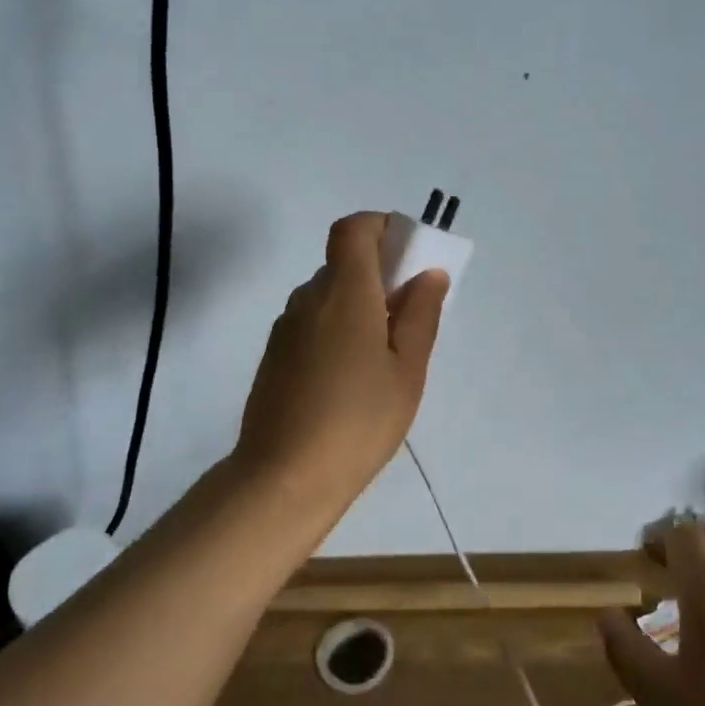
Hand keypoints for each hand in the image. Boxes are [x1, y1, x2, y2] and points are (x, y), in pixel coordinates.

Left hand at [232, 212, 449, 509]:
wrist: (284, 478)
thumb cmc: (358, 421)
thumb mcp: (406, 370)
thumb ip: (420, 315)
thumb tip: (428, 273)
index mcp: (345, 292)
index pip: (353, 229)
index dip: (381, 227)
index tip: (409, 255)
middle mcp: (309, 298)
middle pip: (344, 262)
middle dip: (380, 273)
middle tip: (410, 314)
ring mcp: (286, 328)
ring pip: (328, 295)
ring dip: (359, 304)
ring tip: (385, 354)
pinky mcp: (276, 356)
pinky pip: (313, 322)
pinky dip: (338, 328)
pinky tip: (353, 376)